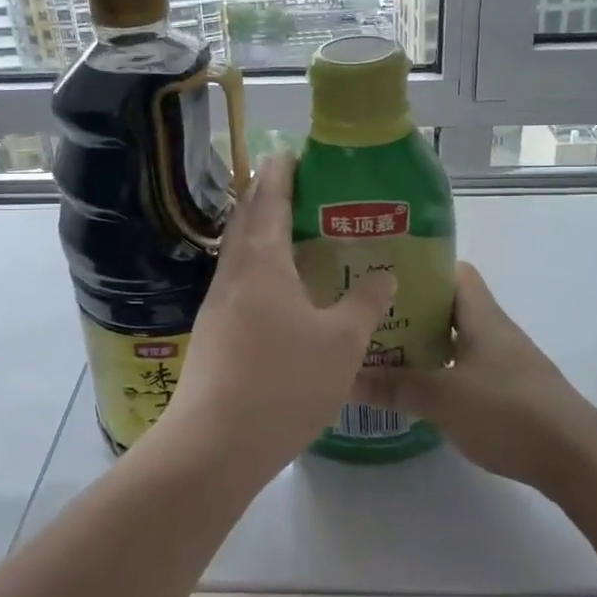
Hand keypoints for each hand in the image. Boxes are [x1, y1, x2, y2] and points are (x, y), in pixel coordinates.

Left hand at [159, 154, 395, 482]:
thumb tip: (384, 273)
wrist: (215, 443)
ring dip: (256, 232)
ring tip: (284, 230)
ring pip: (236, 253)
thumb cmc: (284, 382)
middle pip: (245, 221)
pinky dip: (254, 268)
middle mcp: (233, 275)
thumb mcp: (341, 343)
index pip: (269, 202)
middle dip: (262, 195)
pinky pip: (235, 282)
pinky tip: (272, 290)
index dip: (280, 175)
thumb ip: (364, 303)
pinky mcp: (211, 334)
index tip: (288, 152)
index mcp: (262, 264)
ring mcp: (216, 306)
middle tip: (288, 182)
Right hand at [355, 262, 596, 492]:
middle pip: (447, 305)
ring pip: (454, 339)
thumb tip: (346, 378)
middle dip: (409, 309)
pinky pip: (463, 367)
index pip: (451, 271)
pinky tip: (415, 389)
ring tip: (381, 351)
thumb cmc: (508, 411)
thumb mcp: (442, 398)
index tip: (383, 276)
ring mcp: (502, 361)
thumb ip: (394, 386)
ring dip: (422, 344)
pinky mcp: (507, 391)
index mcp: (480, 315)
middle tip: (369, 317)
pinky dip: (439, 371)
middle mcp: (492, 330)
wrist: (575, 457)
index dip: (419, 268)